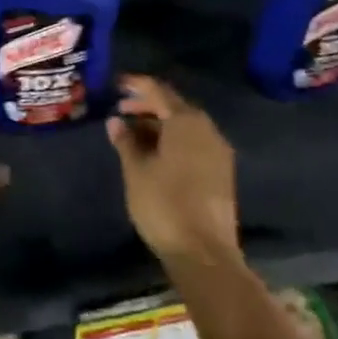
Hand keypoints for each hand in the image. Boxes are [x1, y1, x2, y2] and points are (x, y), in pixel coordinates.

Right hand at [106, 76, 240, 265]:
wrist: (205, 255)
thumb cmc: (165, 205)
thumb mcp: (136, 170)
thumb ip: (125, 141)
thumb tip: (116, 121)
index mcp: (186, 121)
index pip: (158, 91)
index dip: (136, 85)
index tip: (117, 83)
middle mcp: (206, 129)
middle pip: (174, 107)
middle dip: (147, 106)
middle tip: (121, 110)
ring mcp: (217, 152)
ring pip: (184, 127)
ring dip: (159, 125)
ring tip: (133, 134)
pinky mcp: (221, 173)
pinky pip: (194, 143)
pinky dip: (173, 141)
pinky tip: (154, 154)